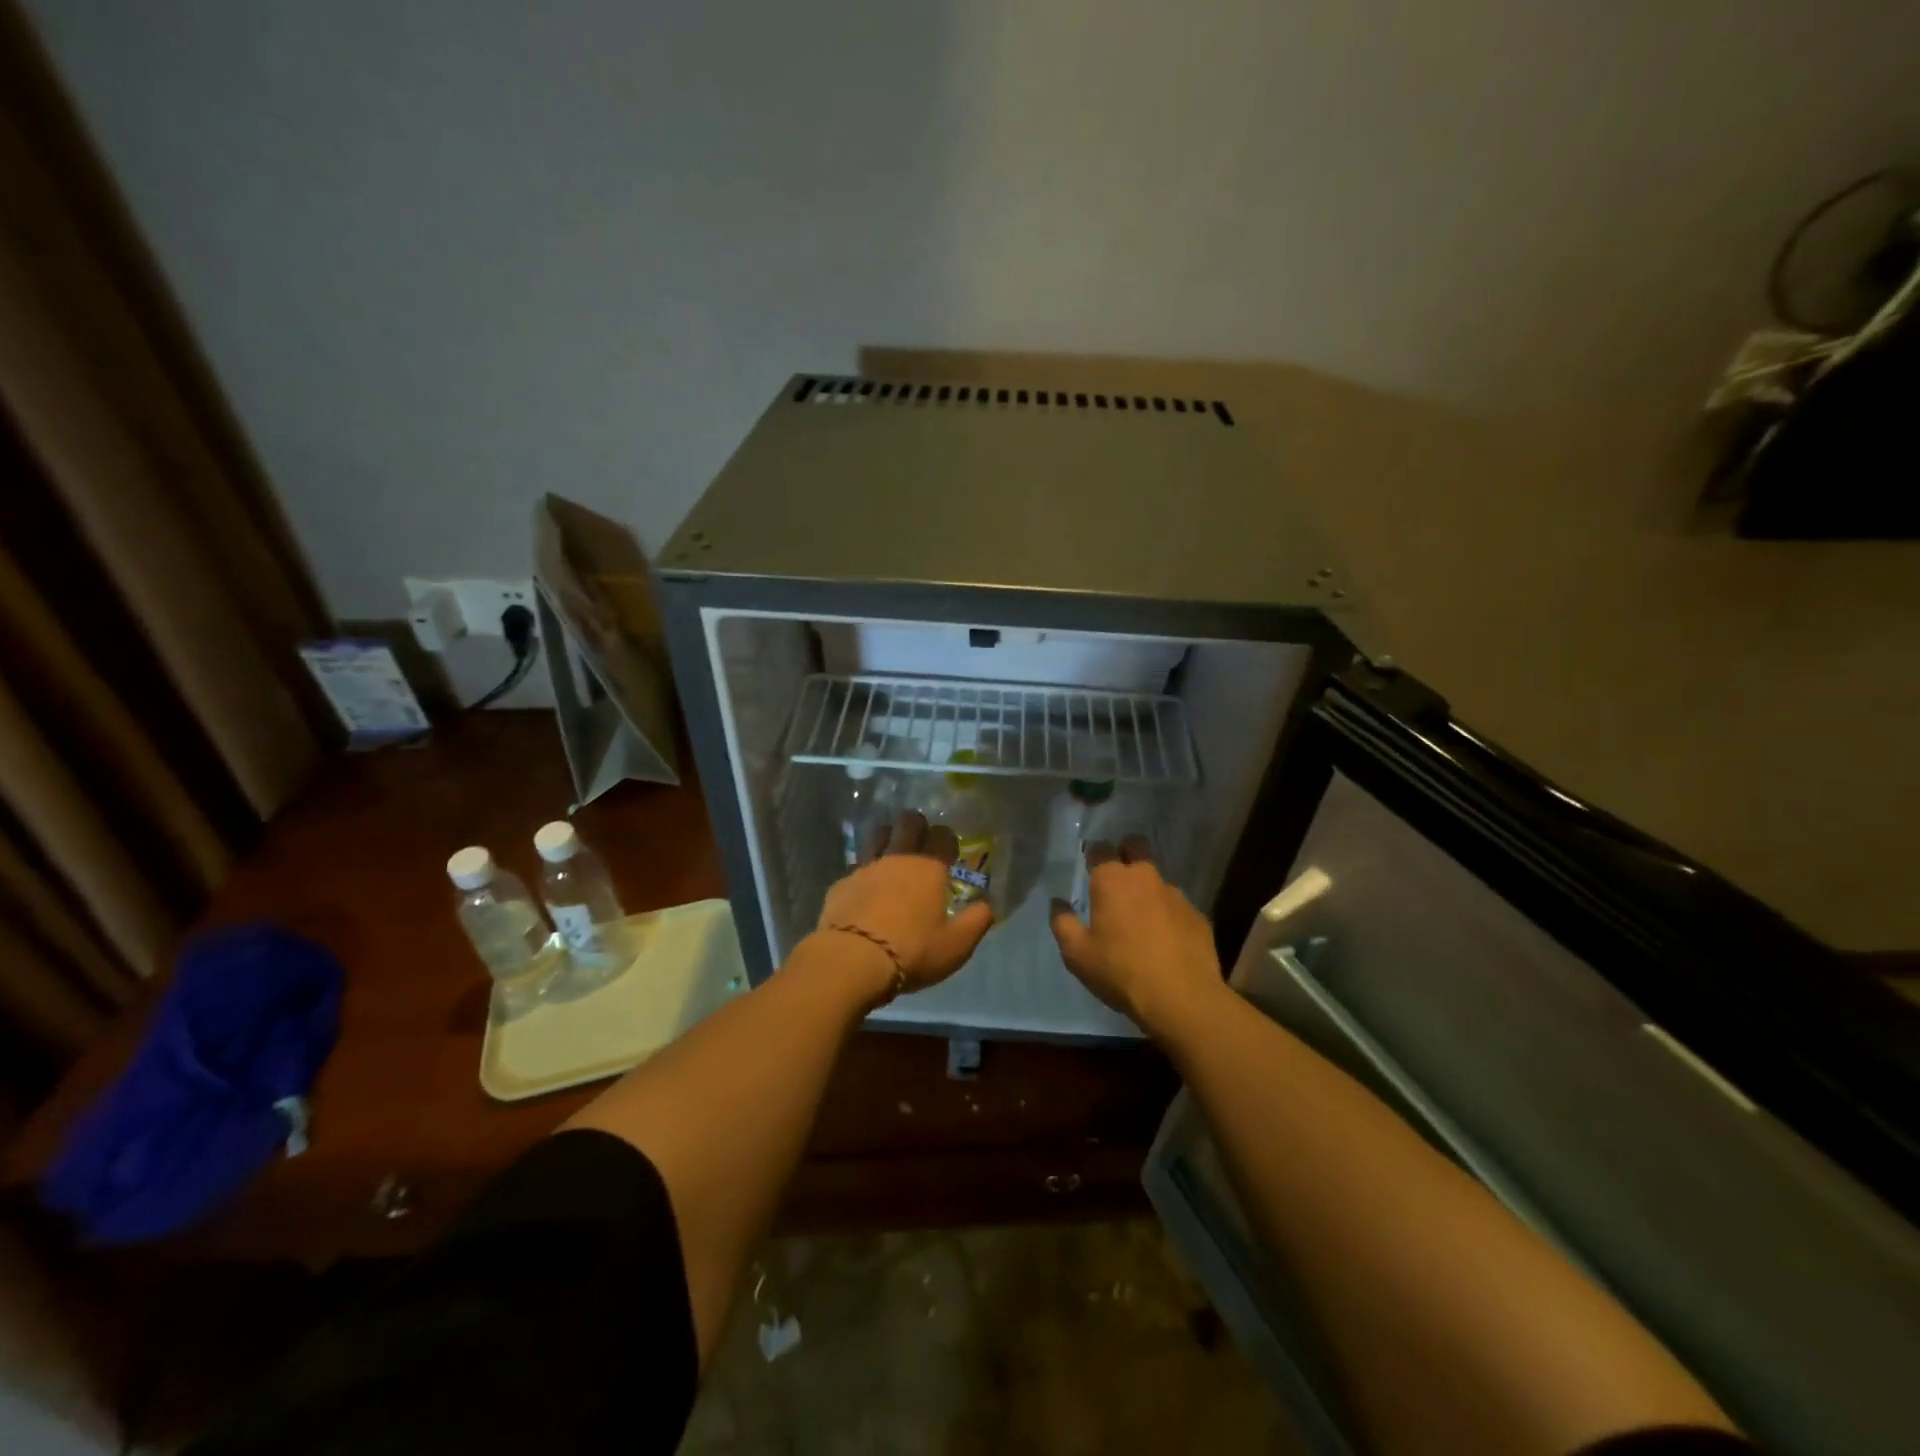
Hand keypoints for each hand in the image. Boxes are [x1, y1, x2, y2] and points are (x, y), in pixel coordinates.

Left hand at [807, 809, 994, 999]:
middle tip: (921, 839)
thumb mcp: (956, 945)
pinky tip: (864, 888)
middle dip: (917, 825)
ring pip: (877, 835)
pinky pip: (855, 867)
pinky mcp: (841, 884)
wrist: (851, 960)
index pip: (943, 836)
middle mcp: (898, 858)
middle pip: (908, 823)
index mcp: (929, 868)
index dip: (948, 839)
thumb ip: (977, 921)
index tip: (949, 850)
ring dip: (887, 837)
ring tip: (891, 852)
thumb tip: (988, 904)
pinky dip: (863, 872)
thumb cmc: (912, 951)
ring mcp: (865, 868)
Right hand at [1049, 836, 1223, 1034]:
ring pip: (1157, 879)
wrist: (1181, 999)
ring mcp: (1175, 895)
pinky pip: (1177, 907)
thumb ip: (1063, 923)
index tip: (1090, 868)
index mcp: (1112, 881)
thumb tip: (1058, 903)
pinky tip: (1165, 942)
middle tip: (1117, 880)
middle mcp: (1145, 878)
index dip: (1094, 854)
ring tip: (1141, 920)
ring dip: (1147, 890)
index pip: (1101, 848)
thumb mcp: (1077, 954)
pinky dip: (1168, 916)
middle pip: (1136, 846)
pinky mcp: (1197, 916)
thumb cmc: (1121, 971)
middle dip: (1126, 852)